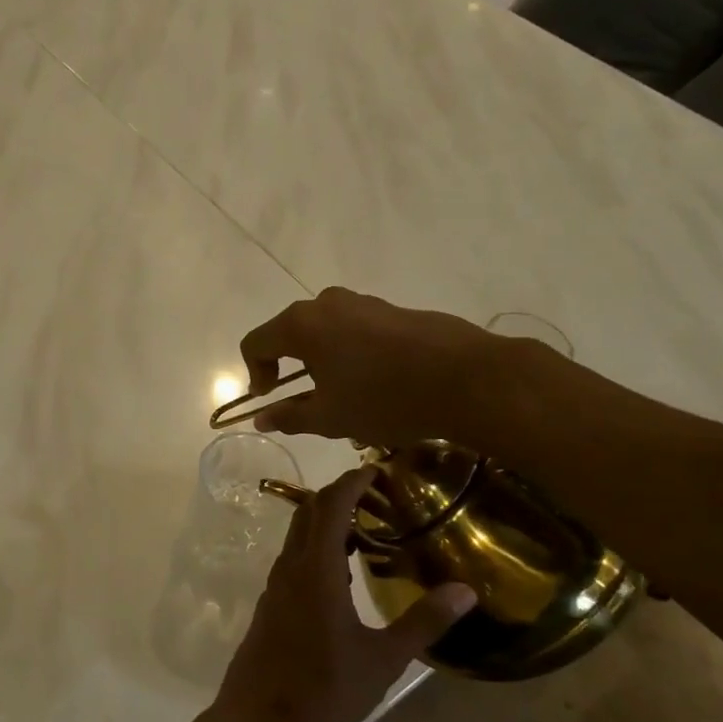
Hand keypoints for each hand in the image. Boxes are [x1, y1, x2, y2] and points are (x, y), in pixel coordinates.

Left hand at [211, 466, 477, 721]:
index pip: (331, 505)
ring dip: (327, 520)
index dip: (352, 482)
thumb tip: (466, 590)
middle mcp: (291, 566)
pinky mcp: (272, 602)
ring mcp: (277, 584)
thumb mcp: (383, 659)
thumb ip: (423, 622)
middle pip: (310, 512)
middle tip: (378, 495)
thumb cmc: (325, 688)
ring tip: (367, 528)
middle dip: (340, 494)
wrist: (260, 720)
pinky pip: (295, 556)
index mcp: (317, 569)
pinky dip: (318, 545)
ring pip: (299, 534)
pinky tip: (342, 571)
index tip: (376, 469)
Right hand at [238, 288, 507, 449]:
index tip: (270, 400)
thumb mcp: (329, 417)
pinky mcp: (392, 310)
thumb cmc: (384, 398)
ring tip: (346, 396)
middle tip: (308, 401)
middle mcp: (326, 304)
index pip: (255, 343)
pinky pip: (356, 330)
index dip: (255, 374)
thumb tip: (261, 418)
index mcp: (301, 325)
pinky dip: (352, 354)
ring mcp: (362, 303)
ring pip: (326, 332)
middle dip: (290, 368)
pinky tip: (378, 384)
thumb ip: (288, 416)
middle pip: (289, 333)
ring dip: (323, 362)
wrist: (467, 379)